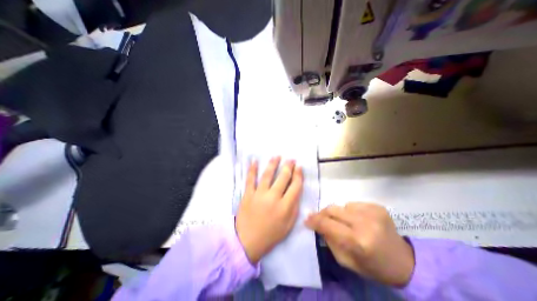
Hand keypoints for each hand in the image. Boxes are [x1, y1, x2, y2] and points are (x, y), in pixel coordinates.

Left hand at [236, 156, 303, 264]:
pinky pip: (250, 179)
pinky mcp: (248, 194)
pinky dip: (252, 169)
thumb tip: (296, 192)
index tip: (299, 167)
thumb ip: (294, 208)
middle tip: (291, 159)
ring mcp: (259, 194)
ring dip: (273, 164)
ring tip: (277, 156)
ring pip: (267, 175)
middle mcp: (273, 198)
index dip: (298, 175)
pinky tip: (254, 161)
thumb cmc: (270, 235)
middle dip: (288, 166)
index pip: (295, 186)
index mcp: (285, 207)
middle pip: (283, 178)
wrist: (247, 241)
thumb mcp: (288, 225)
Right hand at [304, 203, 411, 286]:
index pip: (327, 224)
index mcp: (358, 241)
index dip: (314, 220)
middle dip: (322, 213)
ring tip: (344, 222)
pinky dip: (350, 211)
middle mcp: (364, 222)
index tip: (307, 219)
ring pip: (342, 205)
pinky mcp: (377, 206)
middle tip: (319, 218)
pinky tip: (357, 220)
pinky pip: (353, 204)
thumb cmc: (373, 266)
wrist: (405, 262)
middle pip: (333, 209)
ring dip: (338, 213)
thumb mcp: (346, 261)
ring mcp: (372, 211)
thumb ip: (329, 240)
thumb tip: (318, 224)